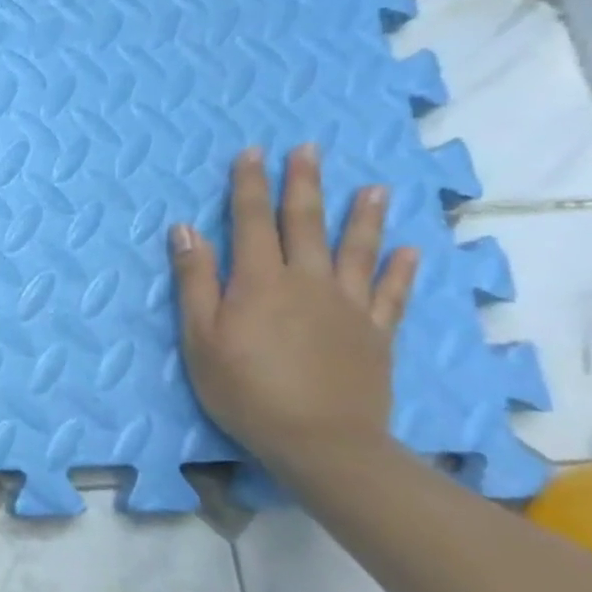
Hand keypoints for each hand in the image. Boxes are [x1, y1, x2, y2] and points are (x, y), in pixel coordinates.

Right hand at [170, 144, 417, 472]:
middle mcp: (307, 282)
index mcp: (259, 282)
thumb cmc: (243, 388)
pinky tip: (407, 251)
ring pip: (356, 250)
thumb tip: (185, 230)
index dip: (249, 186)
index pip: (250, 222)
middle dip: (303, 185)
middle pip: (305, 224)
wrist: (320, 440)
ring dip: (362, 217)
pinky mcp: (375, 333)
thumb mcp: (200, 336)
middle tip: (308, 150)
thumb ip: (195, 281)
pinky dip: (399, 270)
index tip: (252, 153)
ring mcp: (347, 306)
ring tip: (372, 187)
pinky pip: (390, 294)